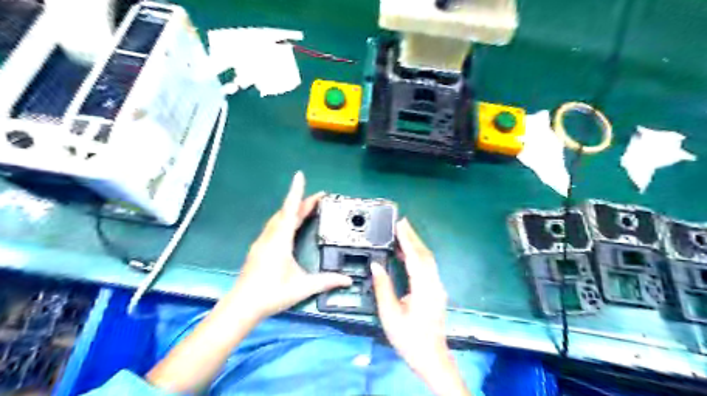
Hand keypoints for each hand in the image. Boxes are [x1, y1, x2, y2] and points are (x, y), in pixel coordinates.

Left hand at [231, 171, 350, 319]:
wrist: (242, 306)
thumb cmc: (272, 293)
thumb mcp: (302, 287)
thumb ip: (326, 281)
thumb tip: (347, 280)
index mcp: (280, 240)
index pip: (290, 210)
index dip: (296, 192)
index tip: (299, 175)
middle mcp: (270, 237)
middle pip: (285, 212)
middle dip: (301, 202)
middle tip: (318, 198)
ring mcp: (262, 242)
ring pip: (278, 219)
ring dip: (292, 210)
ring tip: (306, 208)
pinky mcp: (259, 249)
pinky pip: (274, 227)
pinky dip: (285, 220)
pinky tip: (290, 226)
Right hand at [370, 220, 467, 395]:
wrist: (431, 357)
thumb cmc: (409, 338)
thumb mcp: (390, 314)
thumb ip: (383, 287)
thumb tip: (376, 265)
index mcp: (423, 288)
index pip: (415, 258)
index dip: (407, 239)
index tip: (400, 224)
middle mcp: (434, 284)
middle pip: (425, 255)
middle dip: (413, 237)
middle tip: (402, 222)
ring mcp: (437, 287)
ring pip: (428, 260)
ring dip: (416, 245)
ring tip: (403, 234)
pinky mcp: (436, 291)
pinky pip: (427, 267)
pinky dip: (418, 256)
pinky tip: (407, 255)